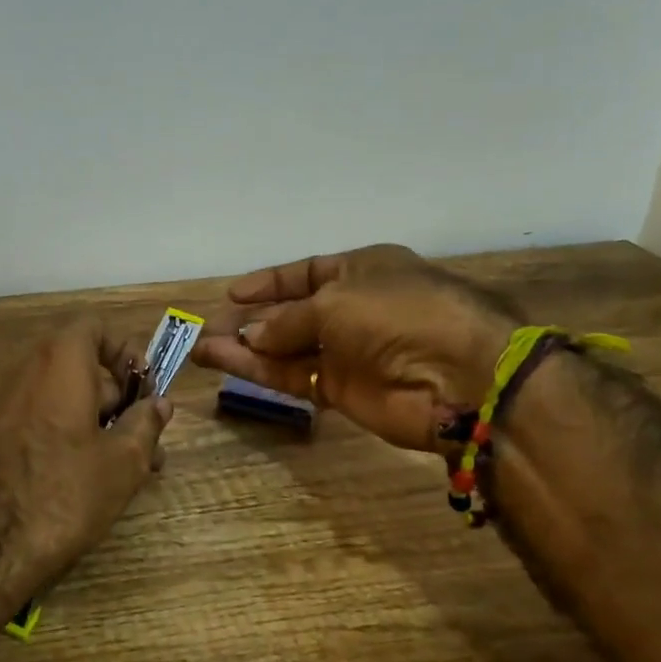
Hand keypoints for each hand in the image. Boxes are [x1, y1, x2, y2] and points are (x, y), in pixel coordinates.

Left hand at [0, 318, 172, 588]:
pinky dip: (70, 430)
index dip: (126, 351)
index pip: (95, 327)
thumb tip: (159, 404)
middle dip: (119, 397)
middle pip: (82, 363)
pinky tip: (92, 474)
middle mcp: (27, 369)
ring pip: (64, 395)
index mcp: (60, 360)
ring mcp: (7, 400)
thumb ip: (146, 424)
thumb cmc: (65, 490)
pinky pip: (42, 415)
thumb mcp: (123, 461)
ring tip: (129, 465)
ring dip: (99, 419)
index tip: (146, 388)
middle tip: (147, 437)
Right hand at [191, 245, 520, 451]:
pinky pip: (293, 376)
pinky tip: (225, 364)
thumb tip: (253, 335)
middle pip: (291, 312)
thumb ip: (287, 319)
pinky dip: (260, 371)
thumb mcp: (335, 301)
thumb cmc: (398, 314)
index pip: (306, 272)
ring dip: (245, 348)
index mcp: (362, 270)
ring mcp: (348, 352)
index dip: (268, 283)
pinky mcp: (342, 390)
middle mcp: (353, 308)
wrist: (458, 377)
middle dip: (250, 319)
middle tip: (208, 327)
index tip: (231, 294)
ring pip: (286, 347)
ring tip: (202, 348)